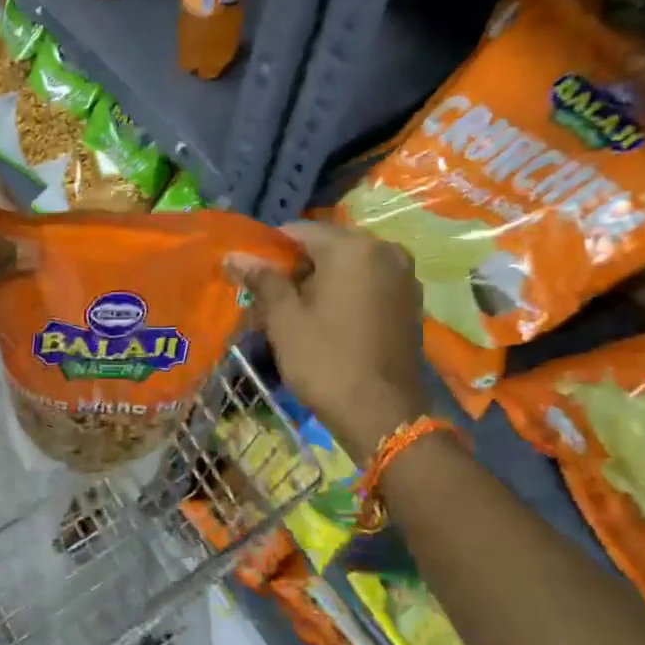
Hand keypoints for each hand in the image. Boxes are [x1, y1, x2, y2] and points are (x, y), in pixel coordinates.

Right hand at [229, 222, 428, 458]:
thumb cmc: (325, 360)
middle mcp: (385, 251)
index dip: (270, 250)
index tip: (250, 276)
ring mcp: (403, 277)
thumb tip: (234, 255)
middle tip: (268, 300)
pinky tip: (325, 322)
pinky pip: (368, 285)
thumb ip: (262, 279)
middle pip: (327, 247)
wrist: (381, 414)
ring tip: (293, 314)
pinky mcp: (410, 302)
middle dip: (296, 268)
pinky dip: (344, 295)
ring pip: (349, 267)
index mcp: (353, 247)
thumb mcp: (285, 319)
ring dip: (319, 282)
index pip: (300, 231)